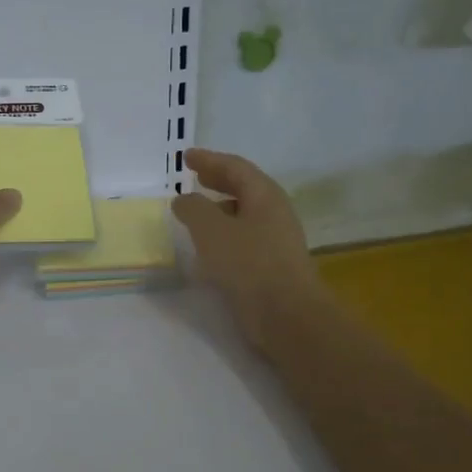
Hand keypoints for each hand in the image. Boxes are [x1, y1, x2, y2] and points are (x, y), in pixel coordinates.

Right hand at [172, 147, 325, 349]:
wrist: (286, 315)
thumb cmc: (248, 264)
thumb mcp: (211, 230)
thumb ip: (193, 209)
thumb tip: (184, 199)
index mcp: (264, 195)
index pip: (236, 167)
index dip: (210, 160)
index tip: (186, 157)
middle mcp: (275, 213)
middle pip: (244, 188)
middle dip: (218, 180)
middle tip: (196, 176)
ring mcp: (276, 240)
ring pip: (244, 214)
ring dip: (220, 208)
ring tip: (198, 212)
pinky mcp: (272, 265)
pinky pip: (244, 238)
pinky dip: (224, 233)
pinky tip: (210, 246)